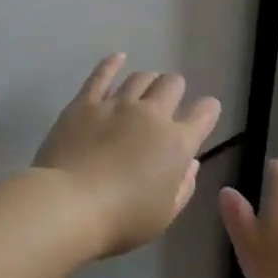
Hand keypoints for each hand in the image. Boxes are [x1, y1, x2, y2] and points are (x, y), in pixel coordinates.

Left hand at [34, 55, 221, 257]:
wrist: (69, 205)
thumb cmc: (122, 220)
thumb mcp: (164, 215)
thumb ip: (183, 186)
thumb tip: (190, 163)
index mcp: (178, 143)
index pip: (204, 114)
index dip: (208, 111)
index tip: (205, 113)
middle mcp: (152, 115)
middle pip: (172, 85)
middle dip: (176, 90)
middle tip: (170, 101)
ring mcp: (117, 104)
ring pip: (140, 77)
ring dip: (148, 80)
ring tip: (146, 87)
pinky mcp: (85, 103)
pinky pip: (101, 75)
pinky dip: (112, 63)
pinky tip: (117, 58)